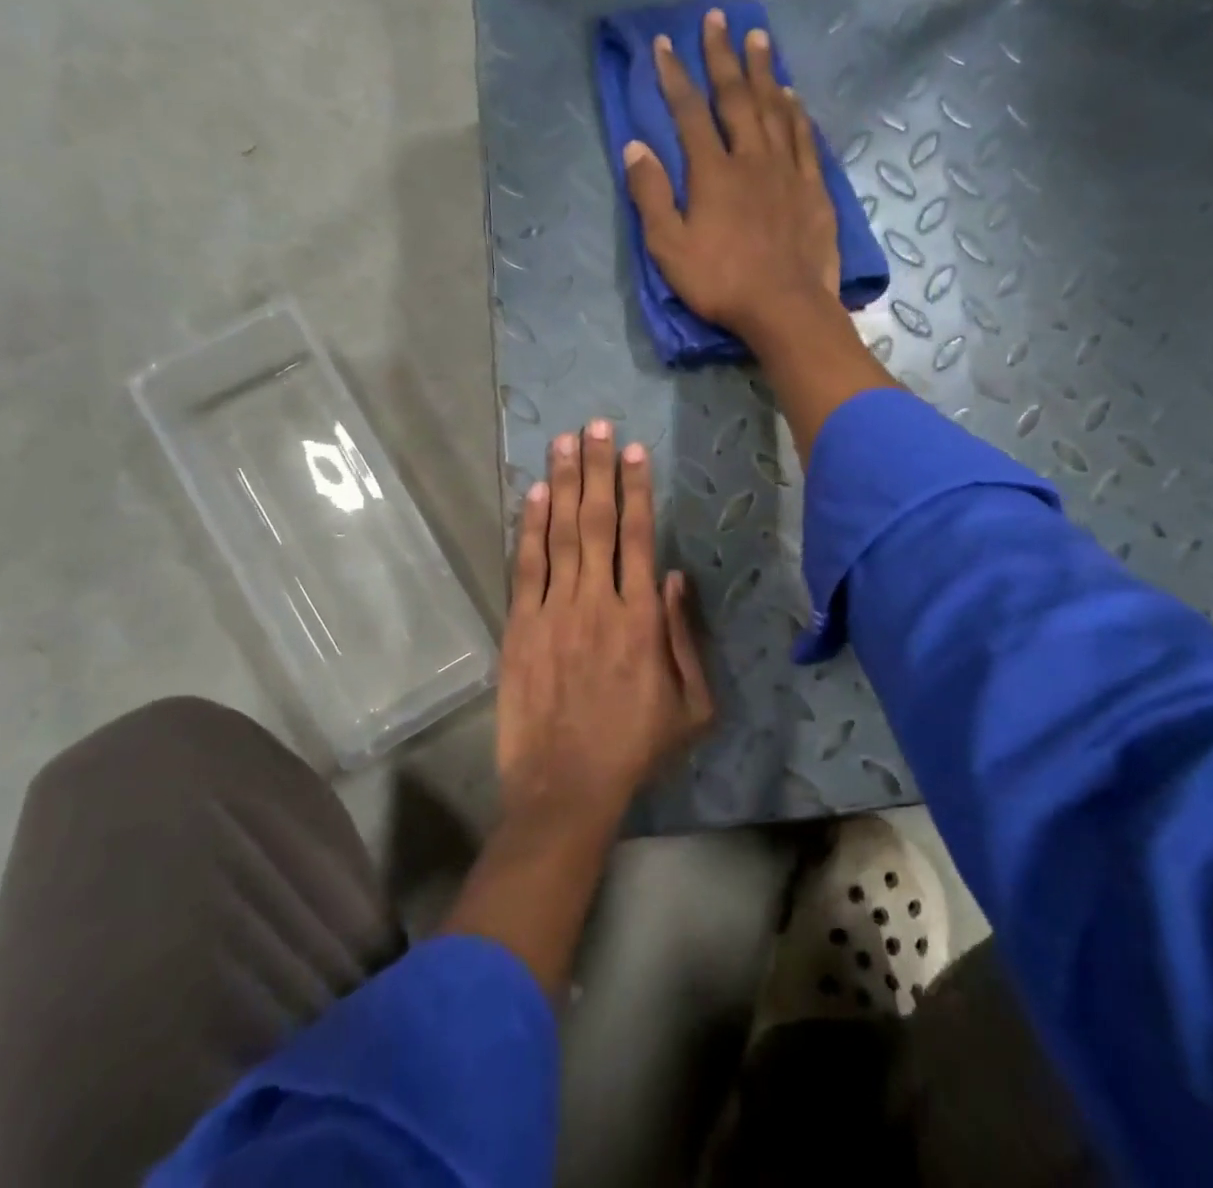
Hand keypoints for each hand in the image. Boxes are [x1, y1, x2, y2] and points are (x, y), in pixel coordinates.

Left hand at [498, 419, 713, 827]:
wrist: (566, 788)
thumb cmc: (635, 749)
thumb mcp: (692, 706)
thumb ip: (686, 637)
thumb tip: (676, 577)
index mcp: (642, 619)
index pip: (639, 537)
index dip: (636, 490)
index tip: (634, 451)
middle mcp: (598, 602)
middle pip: (597, 521)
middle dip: (598, 469)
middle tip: (595, 425)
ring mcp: (554, 611)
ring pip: (559, 534)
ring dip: (562, 484)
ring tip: (564, 442)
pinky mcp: (521, 627)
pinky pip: (526, 567)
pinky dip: (530, 528)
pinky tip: (533, 495)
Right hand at [623, 7, 841, 343]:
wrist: (785, 307)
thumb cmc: (721, 282)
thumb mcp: (669, 248)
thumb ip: (651, 196)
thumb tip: (635, 148)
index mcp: (712, 172)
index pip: (689, 112)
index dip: (675, 76)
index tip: (665, 43)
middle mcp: (751, 158)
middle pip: (736, 97)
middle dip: (723, 57)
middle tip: (719, 19)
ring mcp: (787, 171)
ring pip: (775, 108)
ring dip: (764, 71)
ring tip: (758, 38)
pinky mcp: (813, 189)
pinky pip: (804, 139)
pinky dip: (796, 113)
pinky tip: (793, 97)